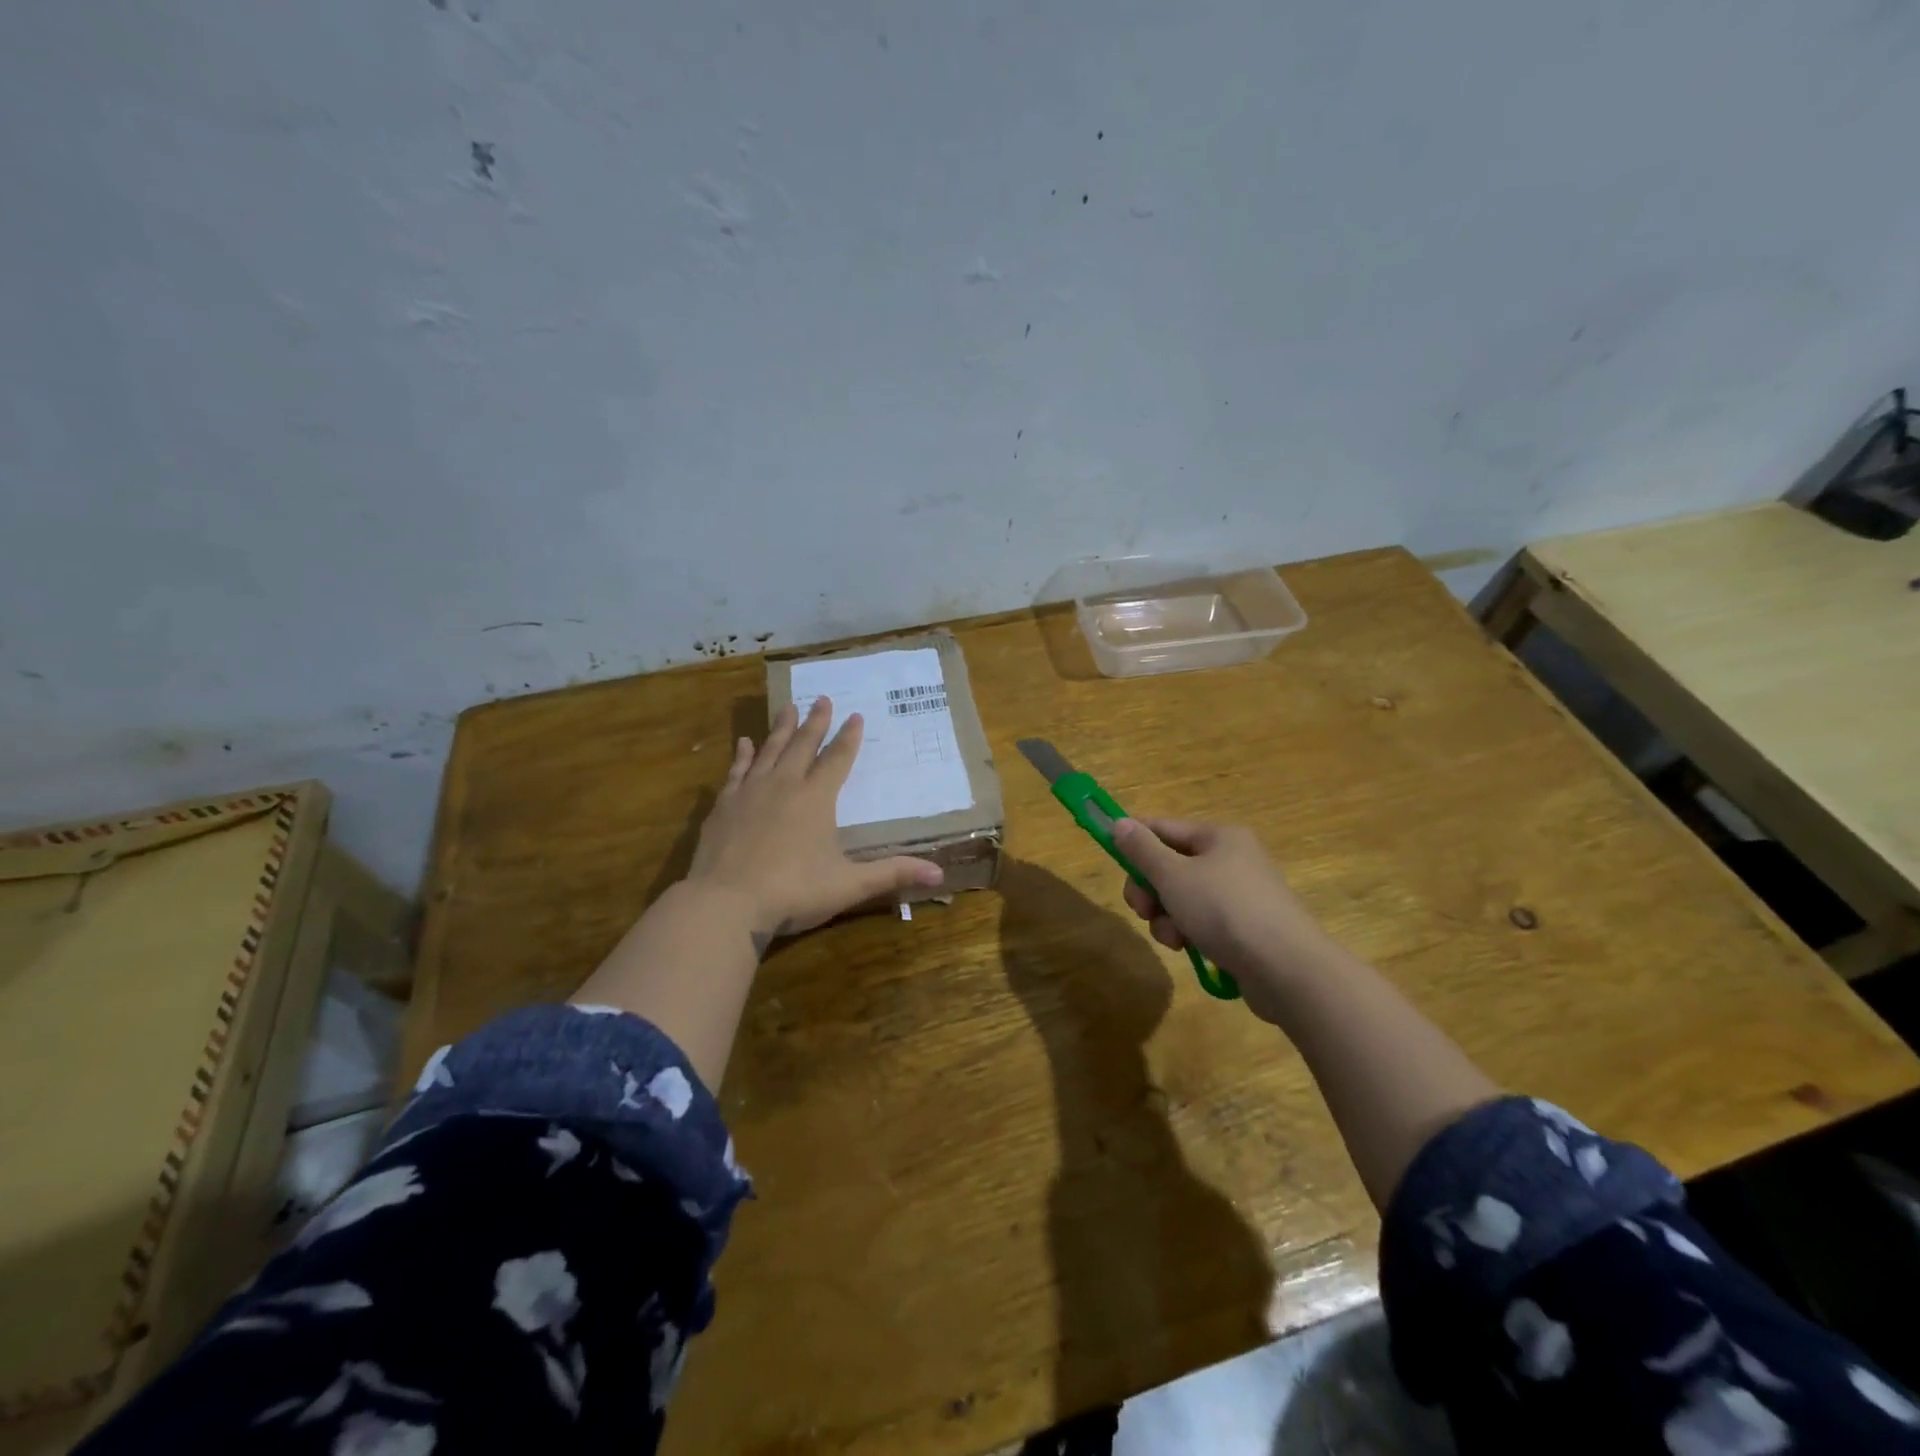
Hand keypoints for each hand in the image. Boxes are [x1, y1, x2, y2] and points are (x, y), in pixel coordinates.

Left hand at [686, 696, 943, 940]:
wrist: (726, 903)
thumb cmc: (793, 892)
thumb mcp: (849, 885)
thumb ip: (893, 875)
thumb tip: (940, 874)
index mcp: (816, 799)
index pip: (837, 759)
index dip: (848, 738)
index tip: (855, 715)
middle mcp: (784, 785)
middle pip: (803, 745)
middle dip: (816, 722)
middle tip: (823, 698)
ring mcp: (750, 792)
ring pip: (770, 750)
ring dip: (781, 728)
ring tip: (788, 707)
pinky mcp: (723, 805)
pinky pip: (736, 770)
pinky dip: (743, 754)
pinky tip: (745, 742)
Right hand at [1113, 817, 1345, 1021]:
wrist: (1286, 969)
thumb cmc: (1225, 910)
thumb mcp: (1173, 876)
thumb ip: (1142, 850)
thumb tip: (1119, 822)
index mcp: (1219, 836)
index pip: (1163, 827)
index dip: (1134, 842)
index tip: (1112, 861)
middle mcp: (1232, 858)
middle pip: (1171, 864)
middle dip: (1150, 889)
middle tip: (1142, 909)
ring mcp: (1241, 895)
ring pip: (1183, 897)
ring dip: (1166, 916)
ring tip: (1172, 937)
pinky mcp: (1246, 928)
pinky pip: (1203, 920)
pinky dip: (1188, 932)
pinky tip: (1188, 949)